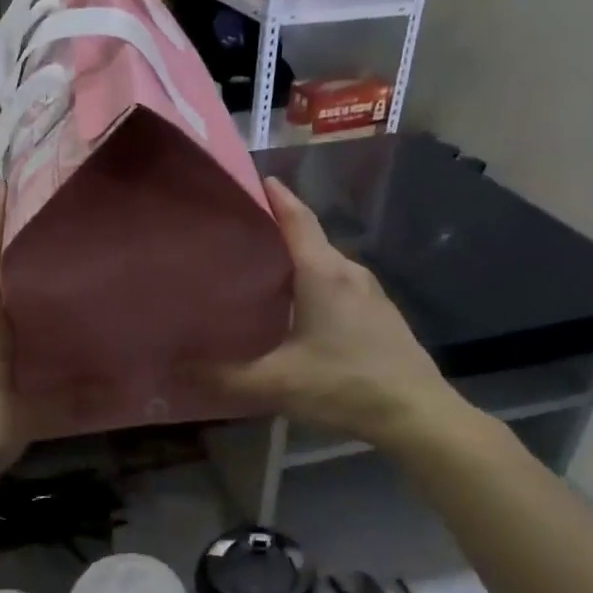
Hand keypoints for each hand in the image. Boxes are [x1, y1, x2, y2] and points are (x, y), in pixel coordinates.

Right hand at [214, 178, 463, 447]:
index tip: (253, 179)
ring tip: (260, 270)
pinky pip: (339, 285)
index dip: (275, 196)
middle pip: (310, 239)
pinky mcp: (380, 314)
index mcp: (323, 274)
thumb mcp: (276, 384)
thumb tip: (176, 368)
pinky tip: (297, 308)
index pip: (297, 219)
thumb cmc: (344, 385)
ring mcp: (370, 293)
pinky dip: (314, 283)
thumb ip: (224, 376)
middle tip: (238, 233)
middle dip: (277, 230)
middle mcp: (349, 272)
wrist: (416, 413)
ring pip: (325, 264)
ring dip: (296, 260)